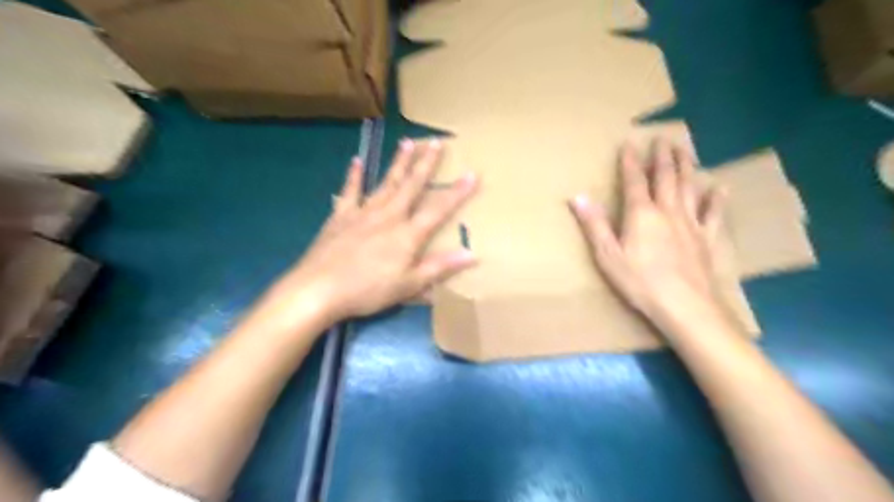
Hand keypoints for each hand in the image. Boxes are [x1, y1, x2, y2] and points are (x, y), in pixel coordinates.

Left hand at [269, 137, 477, 324]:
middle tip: (435, 141)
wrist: (318, 289)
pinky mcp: (341, 216)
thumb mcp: (409, 285)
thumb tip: (472, 254)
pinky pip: (350, 191)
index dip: (457, 192)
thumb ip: (439, 268)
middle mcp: (388, 216)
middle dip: (425, 164)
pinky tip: (357, 161)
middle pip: (411, 186)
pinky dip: (354, 176)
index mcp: (407, 234)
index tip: (472, 173)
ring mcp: (363, 213)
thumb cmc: (368, 290)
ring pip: (385, 182)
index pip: (438, 209)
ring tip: (407, 142)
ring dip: (398, 163)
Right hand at [573, 139, 732, 331]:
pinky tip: (719, 188)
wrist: (685, 306)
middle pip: (666, 178)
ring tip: (685, 150)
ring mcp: (691, 224)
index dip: (630, 161)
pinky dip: (716, 200)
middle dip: (662, 157)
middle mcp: (668, 212)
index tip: (629, 142)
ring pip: (689, 188)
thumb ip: (594, 224)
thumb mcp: (607, 255)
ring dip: (686, 167)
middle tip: (663, 138)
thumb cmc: (640, 282)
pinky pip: (713, 214)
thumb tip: (578, 196)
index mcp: (642, 214)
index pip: (634, 181)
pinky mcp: (707, 239)